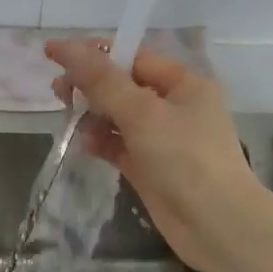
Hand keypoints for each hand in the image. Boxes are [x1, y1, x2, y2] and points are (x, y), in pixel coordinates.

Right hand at [45, 39, 259, 270]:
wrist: (216, 224)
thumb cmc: (185, 159)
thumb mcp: (142, 113)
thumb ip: (102, 81)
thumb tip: (65, 47)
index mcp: (184, 84)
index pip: (133, 58)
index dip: (95, 55)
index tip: (56, 55)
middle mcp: (175, 108)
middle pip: (124, 87)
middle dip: (90, 86)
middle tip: (57, 91)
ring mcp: (163, 140)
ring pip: (119, 118)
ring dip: (92, 115)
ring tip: (65, 116)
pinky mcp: (151, 169)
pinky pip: (120, 147)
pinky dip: (101, 143)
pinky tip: (82, 144)